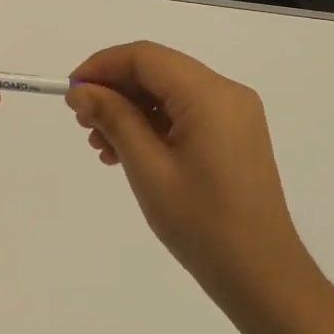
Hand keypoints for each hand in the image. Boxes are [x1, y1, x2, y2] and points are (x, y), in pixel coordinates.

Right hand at [67, 42, 307, 300]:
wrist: (262, 276)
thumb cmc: (202, 223)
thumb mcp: (148, 169)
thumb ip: (113, 119)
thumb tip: (81, 91)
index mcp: (210, 94)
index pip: (145, 57)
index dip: (102, 66)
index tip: (71, 92)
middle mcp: (226, 93)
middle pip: (157, 71)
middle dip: (115, 90)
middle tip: (82, 123)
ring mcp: (234, 114)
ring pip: (168, 92)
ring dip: (130, 110)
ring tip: (101, 146)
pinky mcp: (234, 135)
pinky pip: (185, 113)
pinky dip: (152, 125)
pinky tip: (127, 153)